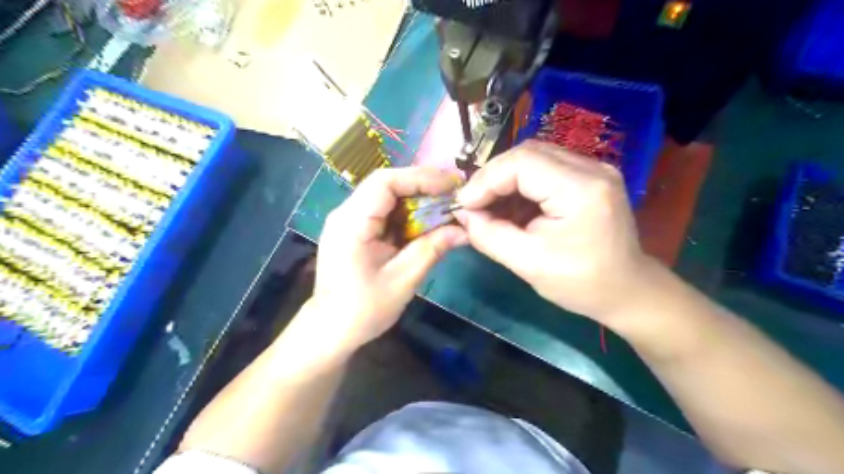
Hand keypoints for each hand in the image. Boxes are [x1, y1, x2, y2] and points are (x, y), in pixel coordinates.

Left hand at [311, 167, 468, 350]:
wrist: (331, 329)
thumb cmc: (363, 309)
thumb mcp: (403, 280)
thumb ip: (432, 249)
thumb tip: (464, 230)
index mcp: (352, 222)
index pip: (385, 182)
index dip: (420, 178)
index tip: (451, 185)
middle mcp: (345, 213)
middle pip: (386, 184)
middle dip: (422, 185)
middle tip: (454, 192)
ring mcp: (348, 220)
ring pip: (386, 196)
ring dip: (416, 198)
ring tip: (445, 203)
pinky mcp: (354, 230)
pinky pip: (383, 211)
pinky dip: (407, 212)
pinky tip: (426, 220)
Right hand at [455, 141, 650, 324]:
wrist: (627, 290)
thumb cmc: (581, 283)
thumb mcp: (528, 265)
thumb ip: (489, 236)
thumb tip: (463, 214)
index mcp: (582, 190)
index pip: (522, 163)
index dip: (486, 180)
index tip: (464, 205)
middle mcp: (592, 168)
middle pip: (527, 153)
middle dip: (492, 178)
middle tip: (472, 205)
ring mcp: (593, 169)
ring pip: (533, 158)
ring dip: (504, 181)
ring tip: (488, 208)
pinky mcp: (588, 176)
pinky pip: (544, 169)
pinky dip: (520, 185)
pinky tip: (510, 207)